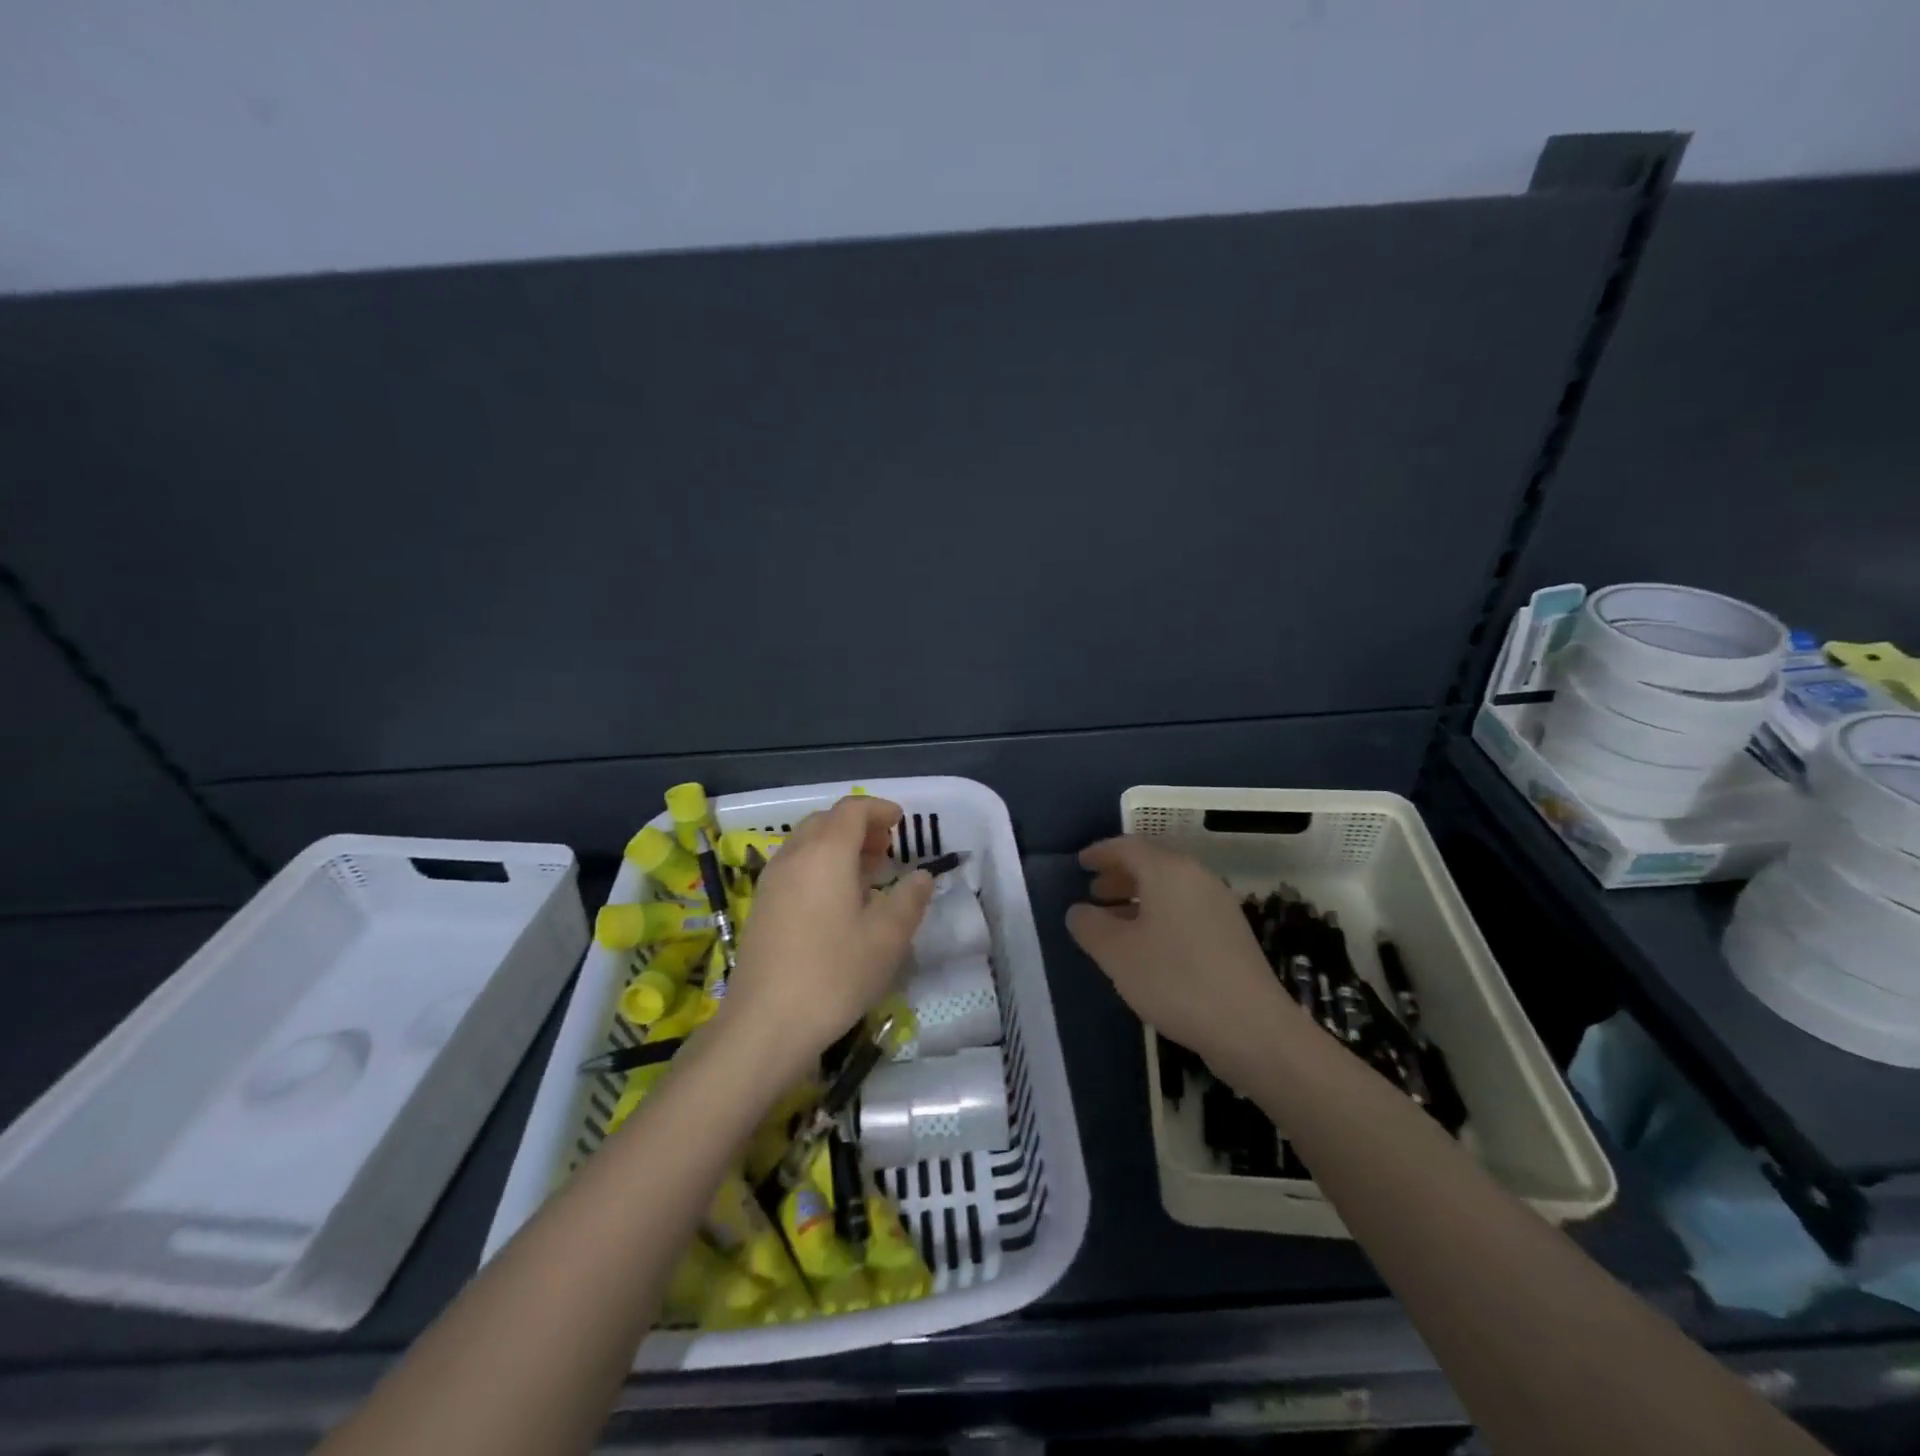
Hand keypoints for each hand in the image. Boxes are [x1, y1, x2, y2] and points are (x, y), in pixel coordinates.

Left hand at [719, 795, 934, 1076]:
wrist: (764, 1024)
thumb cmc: (833, 974)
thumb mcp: (887, 938)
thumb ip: (909, 899)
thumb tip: (921, 876)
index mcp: (825, 853)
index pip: (852, 809)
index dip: (879, 809)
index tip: (901, 822)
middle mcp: (794, 856)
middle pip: (827, 821)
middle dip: (859, 827)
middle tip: (886, 850)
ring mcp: (772, 881)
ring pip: (807, 843)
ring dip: (838, 847)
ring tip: (867, 875)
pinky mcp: (761, 906)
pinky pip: (795, 867)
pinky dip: (819, 867)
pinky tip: (837, 902)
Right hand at [1066, 836, 1297, 1080]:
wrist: (1252, 1028)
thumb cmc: (1175, 980)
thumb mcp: (1117, 954)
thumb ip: (1089, 926)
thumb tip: (1079, 910)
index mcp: (1168, 871)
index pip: (1127, 847)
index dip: (1100, 852)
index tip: (1080, 863)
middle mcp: (1197, 878)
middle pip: (1151, 864)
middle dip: (1119, 876)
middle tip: (1093, 893)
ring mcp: (1219, 906)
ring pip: (1169, 889)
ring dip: (1138, 898)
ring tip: (1113, 921)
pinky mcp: (1231, 934)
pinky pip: (1185, 909)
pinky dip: (1159, 915)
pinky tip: (1147, 946)